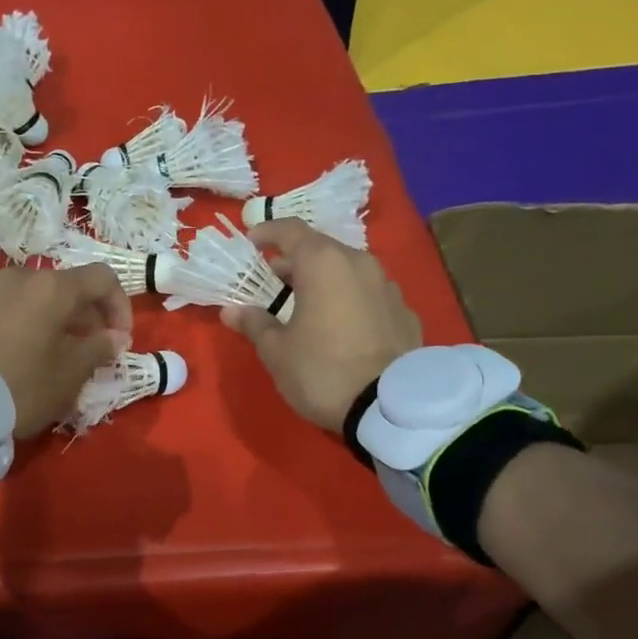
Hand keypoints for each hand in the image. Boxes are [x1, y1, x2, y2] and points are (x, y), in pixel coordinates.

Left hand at [0, 264, 130, 437]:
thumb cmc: (21, 387)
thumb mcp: (70, 376)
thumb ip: (98, 350)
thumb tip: (113, 337)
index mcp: (51, 288)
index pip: (102, 279)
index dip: (119, 306)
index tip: (118, 341)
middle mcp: (16, 279)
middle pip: (62, 287)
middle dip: (82, 317)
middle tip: (87, 353)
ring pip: (27, 300)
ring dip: (46, 322)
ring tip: (45, 357)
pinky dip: (13, 328)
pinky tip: (7, 361)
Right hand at [222, 218, 423, 430]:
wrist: (389, 408)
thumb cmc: (322, 370)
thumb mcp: (277, 351)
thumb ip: (254, 323)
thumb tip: (232, 310)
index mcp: (323, 264)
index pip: (290, 230)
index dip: (267, 232)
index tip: (251, 242)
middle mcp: (359, 263)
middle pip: (321, 249)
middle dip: (294, 262)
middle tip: (273, 283)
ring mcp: (388, 287)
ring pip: (348, 271)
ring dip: (324, 280)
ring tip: (306, 305)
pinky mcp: (405, 313)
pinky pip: (369, 295)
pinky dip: (349, 300)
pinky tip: (340, 327)